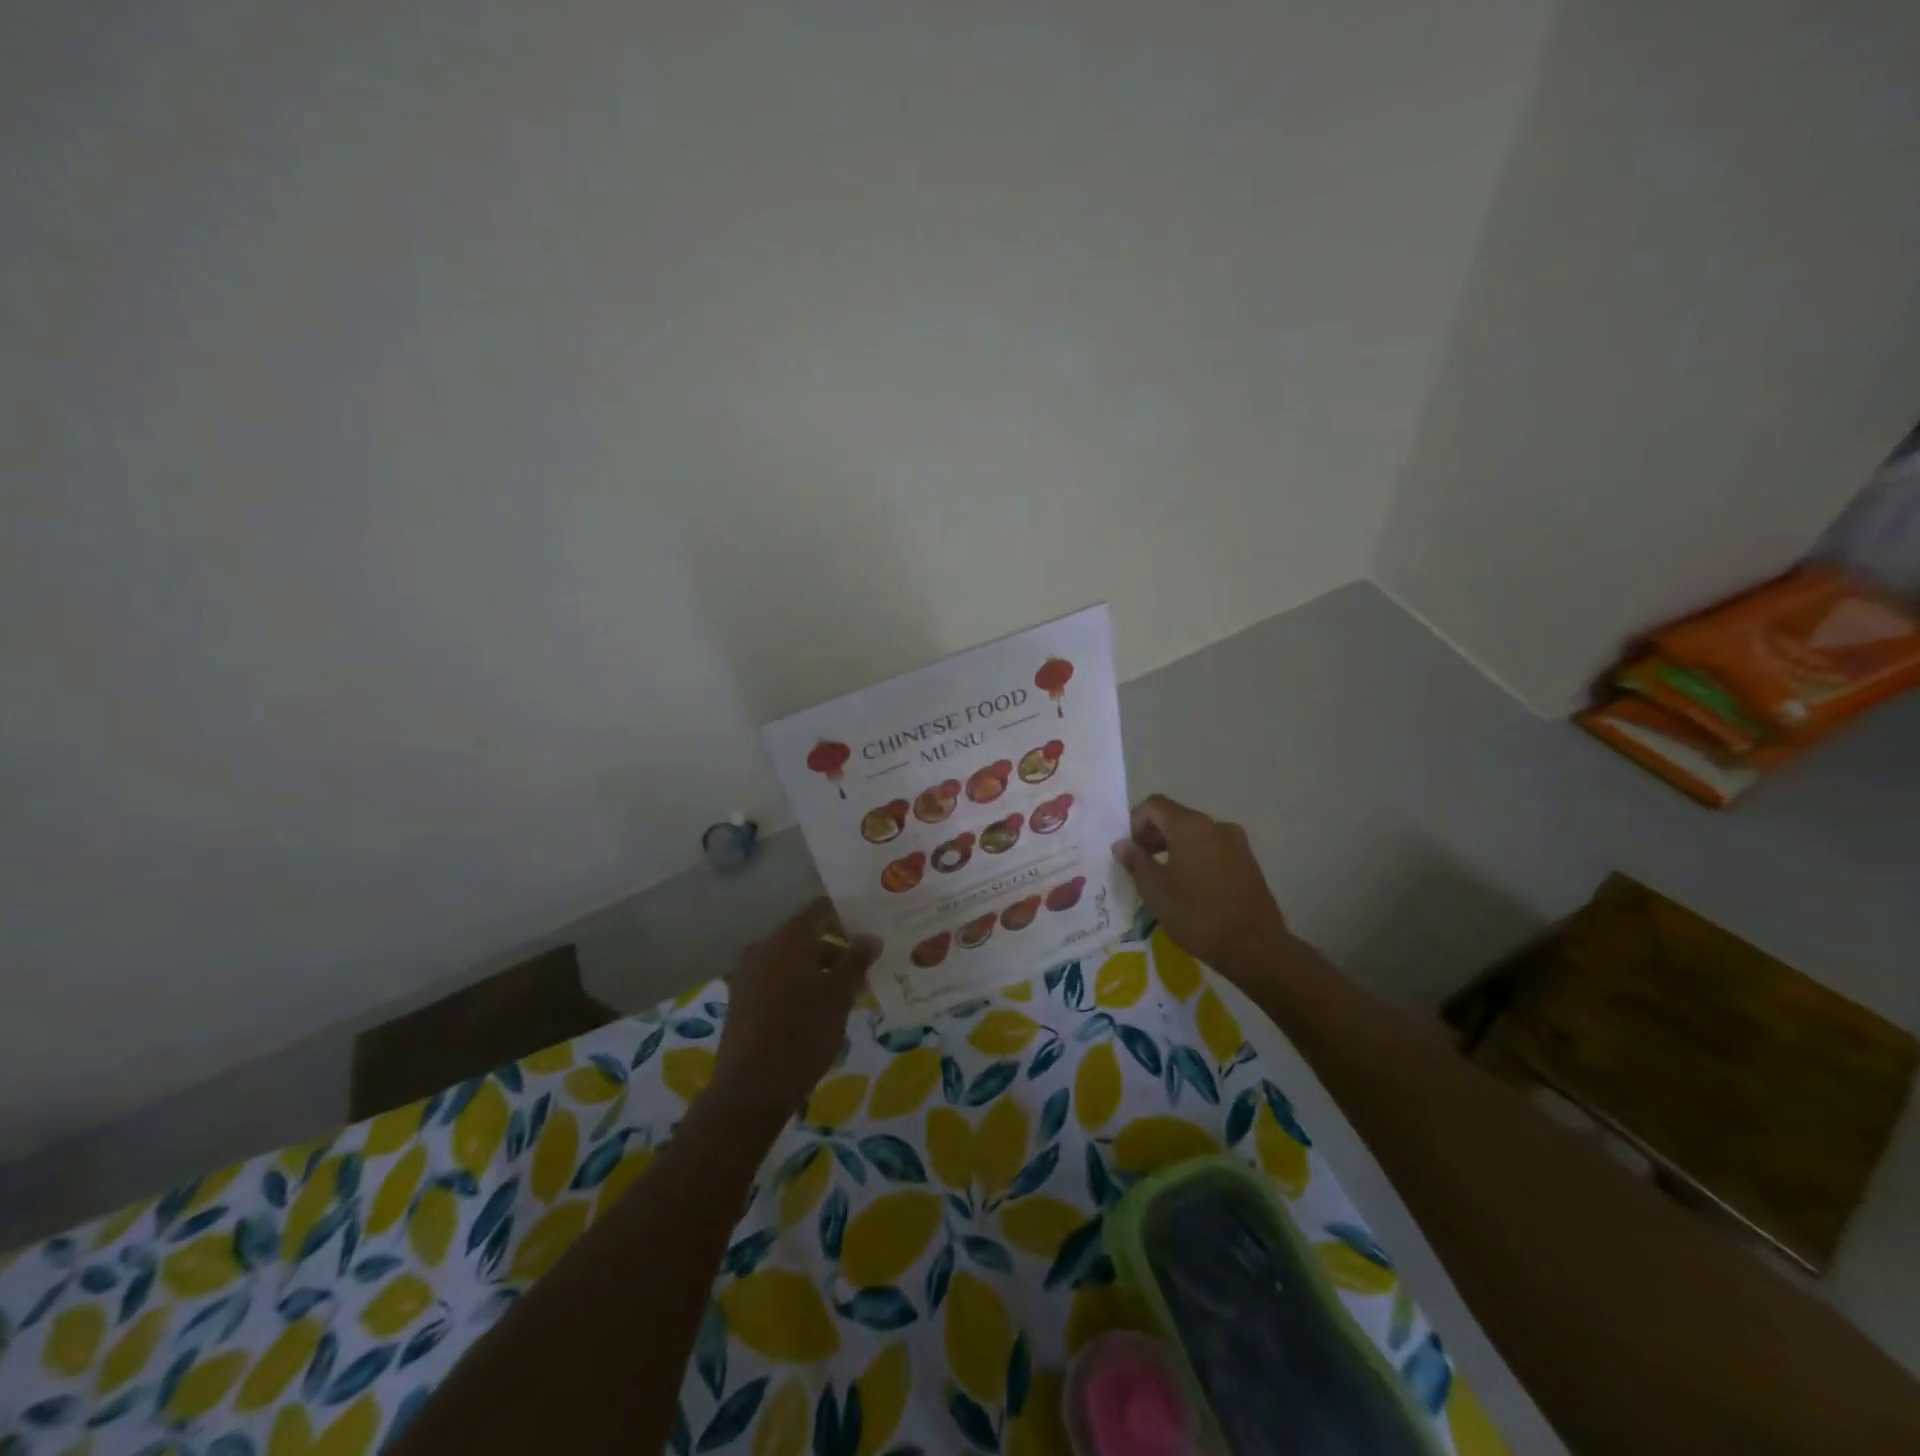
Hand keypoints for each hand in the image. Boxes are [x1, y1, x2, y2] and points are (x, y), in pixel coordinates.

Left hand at [713, 897, 879, 1117]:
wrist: (750, 1091)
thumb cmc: (802, 1034)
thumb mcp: (839, 996)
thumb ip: (856, 961)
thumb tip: (870, 937)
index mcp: (787, 938)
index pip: (820, 909)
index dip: (847, 917)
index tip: (869, 935)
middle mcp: (763, 947)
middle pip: (805, 935)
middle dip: (835, 949)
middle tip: (864, 970)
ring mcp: (747, 973)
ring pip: (790, 959)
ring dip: (817, 970)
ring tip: (845, 995)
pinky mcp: (740, 999)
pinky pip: (775, 979)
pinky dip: (797, 985)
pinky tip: (816, 1010)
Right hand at [1112, 794, 1290, 970]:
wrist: (1255, 947)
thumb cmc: (1197, 915)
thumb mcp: (1155, 891)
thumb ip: (1136, 861)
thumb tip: (1123, 844)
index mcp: (1190, 826)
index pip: (1154, 805)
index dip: (1135, 823)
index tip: (1132, 853)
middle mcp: (1215, 826)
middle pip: (1175, 817)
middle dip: (1154, 836)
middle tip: (1143, 867)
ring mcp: (1236, 843)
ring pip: (1195, 834)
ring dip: (1174, 848)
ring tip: (1166, 880)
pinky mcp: (1248, 861)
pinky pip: (1213, 849)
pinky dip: (1196, 858)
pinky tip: (1192, 888)